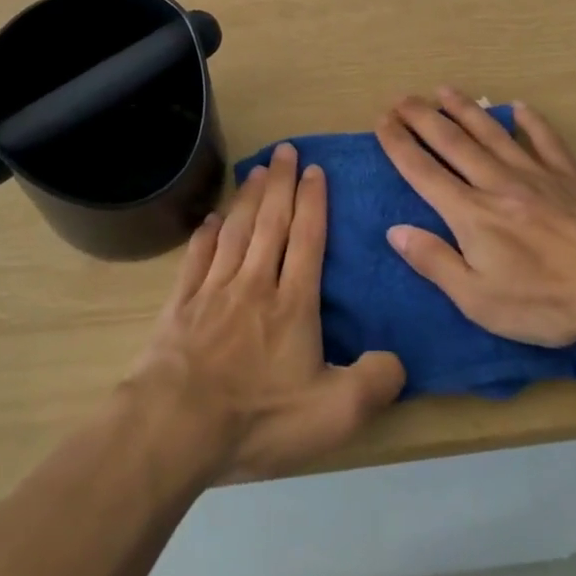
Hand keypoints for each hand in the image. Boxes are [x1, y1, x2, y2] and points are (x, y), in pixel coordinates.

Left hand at [129, 143, 405, 480]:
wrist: (176, 425)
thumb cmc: (259, 418)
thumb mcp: (333, 414)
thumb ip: (373, 383)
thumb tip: (398, 361)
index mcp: (292, 304)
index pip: (307, 240)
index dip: (313, 202)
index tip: (314, 170)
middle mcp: (253, 284)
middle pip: (270, 222)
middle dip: (281, 183)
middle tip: (285, 149)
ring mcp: (212, 291)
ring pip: (235, 231)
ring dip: (247, 198)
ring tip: (256, 169)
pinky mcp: (180, 305)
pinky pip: (196, 258)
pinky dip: (205, 235)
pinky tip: (210, 219)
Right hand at [374, 88, 575, 354]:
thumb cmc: (548, 301)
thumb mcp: (479, 300)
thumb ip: (435, 263)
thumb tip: (395, 231)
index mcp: (471, 213)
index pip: (423, 171)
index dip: (398, 145)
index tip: (380, 121)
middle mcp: (497, 183)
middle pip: (452, 142)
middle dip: (422, 117)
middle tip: (402, 98)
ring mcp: (536, 174)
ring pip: (491, 133)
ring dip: (465, 109)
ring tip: (443, 89)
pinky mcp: (570, 176)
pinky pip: (545, 140)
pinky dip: (530, 122)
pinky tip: (519, 107)